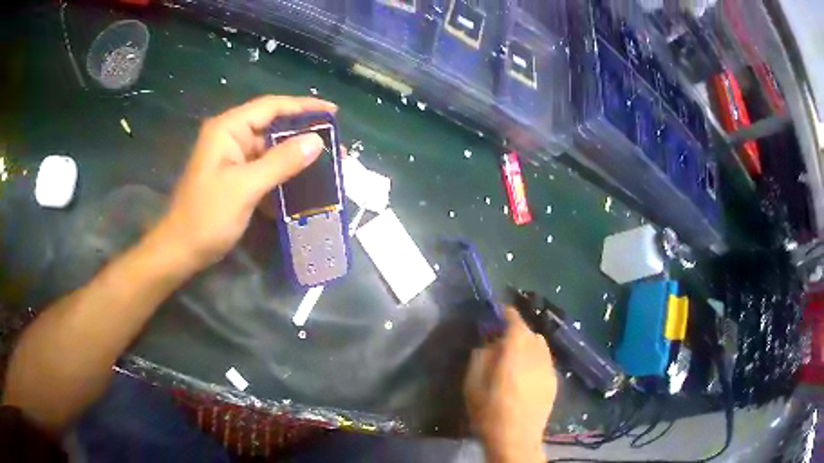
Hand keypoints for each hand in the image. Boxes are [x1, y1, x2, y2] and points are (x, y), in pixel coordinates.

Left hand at [153, 95, 336, 270]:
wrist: (181, 251)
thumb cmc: (207, 217)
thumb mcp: (245, 188)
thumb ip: (281, 162)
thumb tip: (317, 141)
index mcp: (228, 130)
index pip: (271, 107)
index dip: (304, 107)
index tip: (333, 112)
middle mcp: (231, 138)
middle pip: (273, 127)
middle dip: (304, 135)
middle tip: (337, 145)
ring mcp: (233, 159)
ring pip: (271, 150)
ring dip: (296, 158)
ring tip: (328, 165)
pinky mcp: (236, 178)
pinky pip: (265, 170)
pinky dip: (283, 176)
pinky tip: (304, 185)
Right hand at [464, 307, 556, 462]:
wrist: (516, 438)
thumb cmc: (489, 411)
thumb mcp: (473, 382)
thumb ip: (481, 356)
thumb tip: (490, 343)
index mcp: (517, 350)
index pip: (515, 321)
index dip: (507, 313)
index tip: (498, 311)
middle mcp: (538, 354)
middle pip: (530, 332)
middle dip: (517, 331)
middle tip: (501, 341)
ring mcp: (549, 368)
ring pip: (541, 346)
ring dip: (528, 344)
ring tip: (515, 358)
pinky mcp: (554, 381)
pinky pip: (545, 361)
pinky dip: (536, 359)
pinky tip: (526, 374)